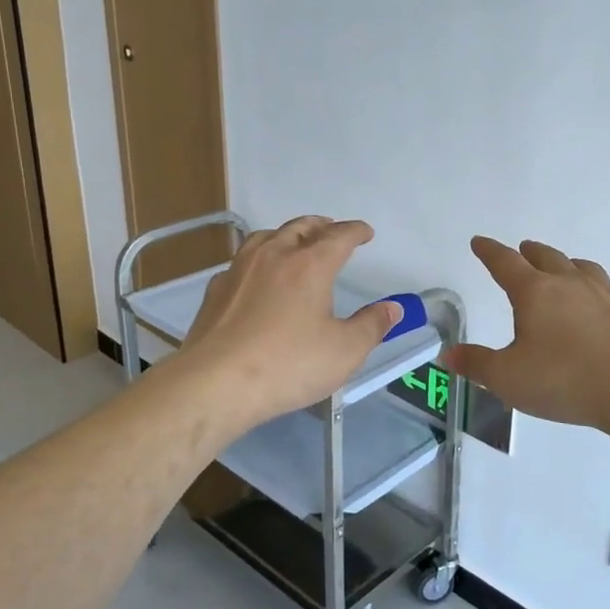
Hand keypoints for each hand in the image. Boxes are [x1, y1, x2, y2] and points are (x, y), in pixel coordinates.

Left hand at [180, 217, 402, 433]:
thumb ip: (372, 326)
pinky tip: (256, 277)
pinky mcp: (216, 290)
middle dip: (320, 226)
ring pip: (266, 237)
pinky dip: (257, 260)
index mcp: (310, 264)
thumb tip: (393, 308)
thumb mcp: (344, 351)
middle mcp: (274, 255)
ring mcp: (240, 270)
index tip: (365, 232)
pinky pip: (241, 262)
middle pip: (300, 228)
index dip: (355, 231)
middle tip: (331, 229)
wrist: (216, 382)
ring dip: (286, 235)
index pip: (339, 236)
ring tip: (294, 243)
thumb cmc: (289, 364)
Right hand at [444, 237, 609, 432]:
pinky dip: (587, 282)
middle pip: (544, 257)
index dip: (489, 251)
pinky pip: (600, 284)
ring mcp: (599, 295)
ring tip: (558, 265)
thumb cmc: (562, 379)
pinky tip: (591, 298)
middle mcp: (566, 283)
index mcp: (534, 292)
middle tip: (520, 250)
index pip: (505, 263)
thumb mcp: (507, 377)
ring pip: (577, 266)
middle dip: (528, 252)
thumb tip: (447, 355)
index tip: (479, 242)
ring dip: (561, 261)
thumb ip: (476, 364)